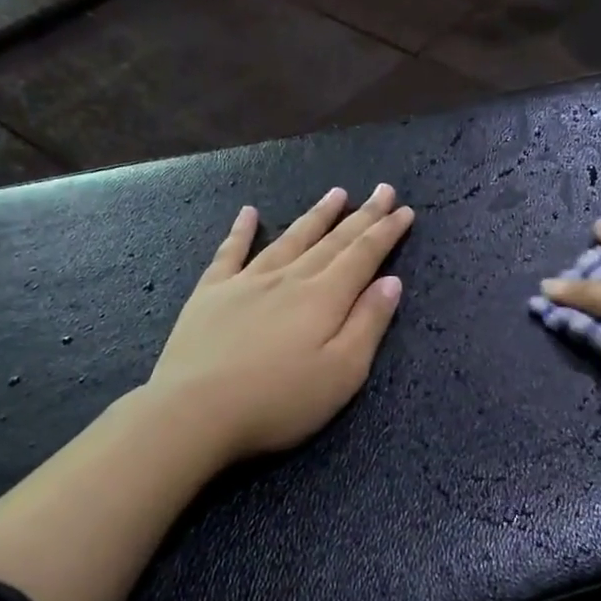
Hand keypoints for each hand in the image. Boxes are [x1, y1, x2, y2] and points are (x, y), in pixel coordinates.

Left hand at [148, 184, 414, 464]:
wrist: (195, 411)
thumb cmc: (279, 401)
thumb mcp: (342, 373)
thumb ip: (368, 324)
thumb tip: (391, 282)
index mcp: (324, 299)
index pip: (363, 256)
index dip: (385, 232)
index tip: (405, 210)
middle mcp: (289, 279)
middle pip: (332, 241)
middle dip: (361, 215)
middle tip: (382, 190)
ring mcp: (246, 281)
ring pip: (289, 239)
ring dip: (316, 216)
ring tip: (336, 193)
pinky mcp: (211, 293)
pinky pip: (230, 252)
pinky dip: (241, 230)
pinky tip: (248, 212)